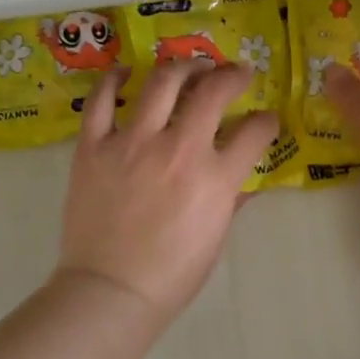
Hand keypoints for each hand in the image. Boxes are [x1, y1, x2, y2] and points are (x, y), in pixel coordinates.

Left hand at [57, 61, 279, 323]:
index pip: (254, 132)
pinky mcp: (94, 146)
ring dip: (183, 67)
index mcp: (215, 178)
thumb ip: (231, 200)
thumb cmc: (171, 275)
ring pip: (162, 83)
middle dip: (232, 76)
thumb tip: (244, 180)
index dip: (266, 121)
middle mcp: (178, 150)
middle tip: (236, 73)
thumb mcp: (215, 239)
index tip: (266, 119)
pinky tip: (125, 71)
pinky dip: (113, 79)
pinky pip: (101, 100)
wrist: (109, 291)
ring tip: (191, 67)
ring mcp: (132, 143)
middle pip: (212, 92)